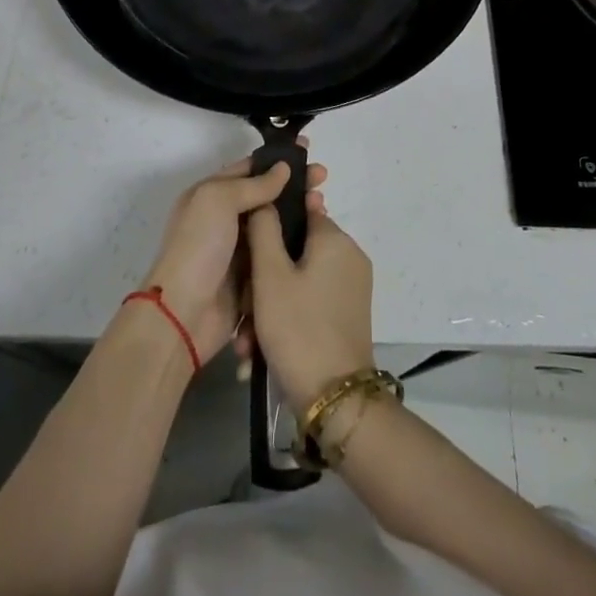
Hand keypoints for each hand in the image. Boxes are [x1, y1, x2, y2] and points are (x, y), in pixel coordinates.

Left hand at [141, 153, 326, 366]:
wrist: (183, 315)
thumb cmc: (198, 247)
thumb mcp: (218, 201)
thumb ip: (253, 184)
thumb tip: (283, 168)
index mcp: (211, 195)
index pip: (249, 169)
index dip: (277, 160)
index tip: (308, 152)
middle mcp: (225, 219)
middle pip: (266, 195)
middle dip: (294, 185)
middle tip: (323, 178)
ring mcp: (240, 250)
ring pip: (276, 225)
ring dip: (299, 213)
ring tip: (324, 206)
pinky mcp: (253, 278)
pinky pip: (279, 254)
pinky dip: (296, 245)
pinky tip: (318, 237)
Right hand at [245, 203, 374, 410]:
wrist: (335, 397)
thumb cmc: (298, 328)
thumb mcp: (270, 276)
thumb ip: (264, 230)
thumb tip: (267, 199)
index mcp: (335, 238)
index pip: (299, 211)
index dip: (269, 228)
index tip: (246, 253)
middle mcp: (349, 256)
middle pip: (296, 251)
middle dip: (264, 278)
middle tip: (243, 309)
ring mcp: (352, 287)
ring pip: (299, 281)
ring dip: (270, 305)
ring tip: (248, 341)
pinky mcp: (349, 314)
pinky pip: (311, 302)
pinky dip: (287, 318)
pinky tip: (260, 351)